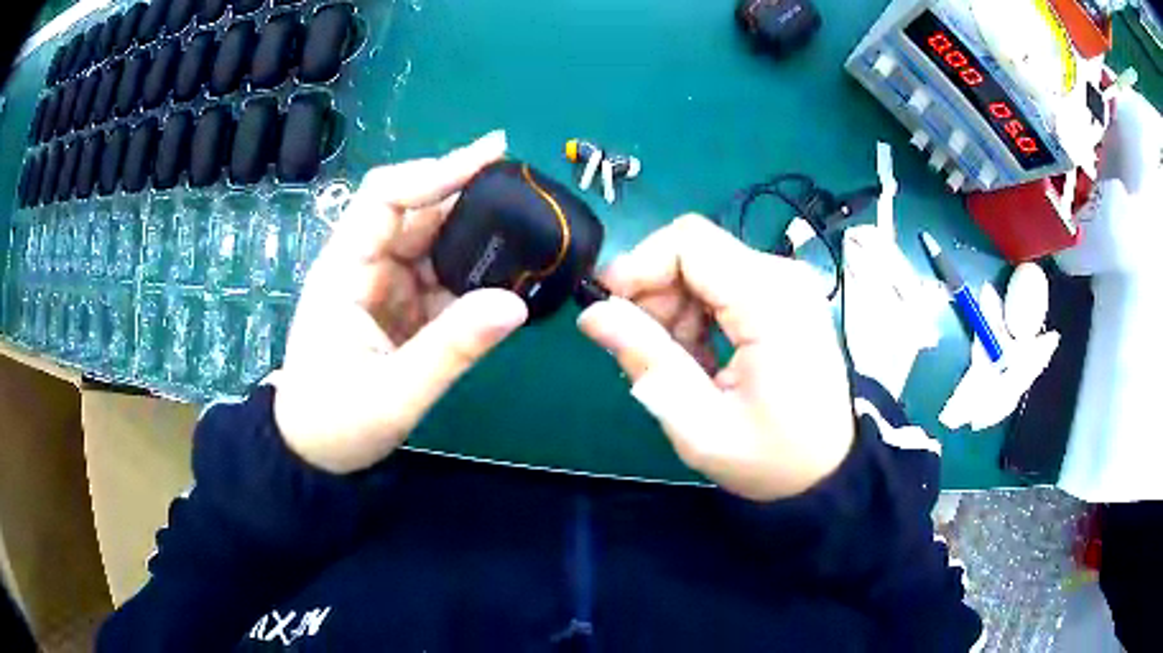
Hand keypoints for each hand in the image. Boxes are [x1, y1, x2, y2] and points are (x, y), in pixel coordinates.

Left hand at [273, 132, 528, 472]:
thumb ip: (451, 350)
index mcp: (345, 271)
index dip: (437, 171)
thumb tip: (516, 304)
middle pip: (418, 212)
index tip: (493, 156)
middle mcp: (366, 266)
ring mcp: (386, 286)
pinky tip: (512, 273)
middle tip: (531, 190)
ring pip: (436, 243)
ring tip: (533, 229)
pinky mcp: (403, 308)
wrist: (314, 454)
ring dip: (479, 235)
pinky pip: (443, 278)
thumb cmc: (335, 423)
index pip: (386, 197)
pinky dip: (477, 273)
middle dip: (470, 196)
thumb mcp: (393, 395)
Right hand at [578, 215, 853, 500]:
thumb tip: (593, 313)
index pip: (689, 243)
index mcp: (770, 302)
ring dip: (674, 307)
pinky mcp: (785, 295)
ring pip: (705, 265)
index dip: (637, 265)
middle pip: (695, 250)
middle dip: (654, 292)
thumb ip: (647, 362)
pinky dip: (698, 313)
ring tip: (677, 363)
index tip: (607, 308)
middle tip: (644, 350)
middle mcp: (784, 277)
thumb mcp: (699, 425)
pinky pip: (724, 283)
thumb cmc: (770, 459)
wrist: (828, 471)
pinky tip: (701, 357)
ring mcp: (788, 283)